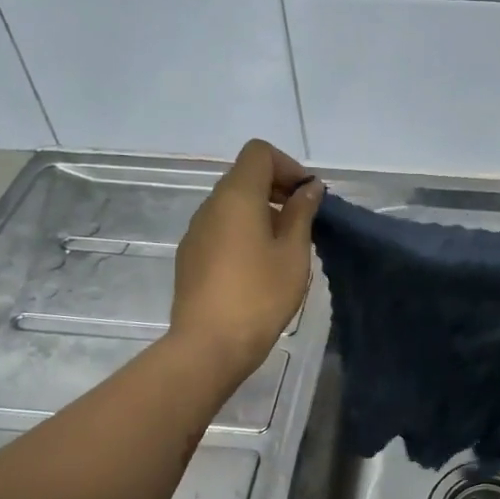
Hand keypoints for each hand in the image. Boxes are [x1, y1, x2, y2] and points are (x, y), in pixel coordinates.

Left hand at [171, 140, 321, 382]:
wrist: (209, 345)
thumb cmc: (260, 295)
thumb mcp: (293, 253)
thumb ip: (301, 213)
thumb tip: (309, 188)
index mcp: (236, 197)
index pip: (259, 153)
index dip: (288, 166)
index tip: (307, 197)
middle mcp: (210, 206)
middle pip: (244, 177)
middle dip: (278, 189)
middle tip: (304, 222)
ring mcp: (196, 232)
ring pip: (232, 205)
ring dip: (262, 213)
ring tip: (285, 248)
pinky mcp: (191, 257)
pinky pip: (221, 229)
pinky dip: (244, 233)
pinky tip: (260, 268)